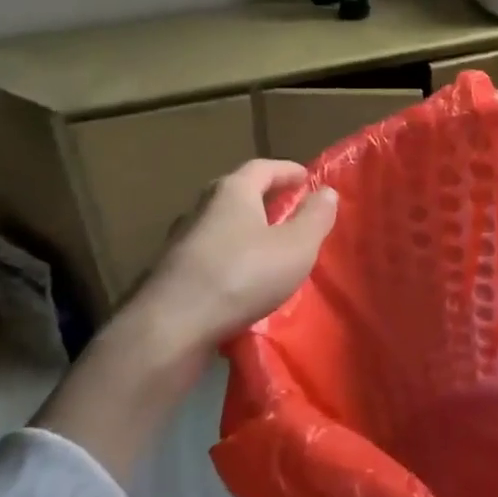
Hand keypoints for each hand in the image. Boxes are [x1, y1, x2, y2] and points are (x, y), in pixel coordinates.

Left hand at [35, 160, 336, 482]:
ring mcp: (181, 243)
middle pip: (237, 194)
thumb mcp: (296, 246)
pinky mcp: (172, 275)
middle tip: (290, 211)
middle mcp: (201, 209)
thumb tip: (326, 191)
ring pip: (221, 227)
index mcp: (232, 192)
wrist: (171, 329)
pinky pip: (210, 257)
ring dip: (246, 232)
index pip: (262, 167)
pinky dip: (231, 260)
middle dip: (265, 199)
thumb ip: (315, 218)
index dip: (287, 171)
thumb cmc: (242, 275)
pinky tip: (244, 282)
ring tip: (271, 250)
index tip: (307, 179)